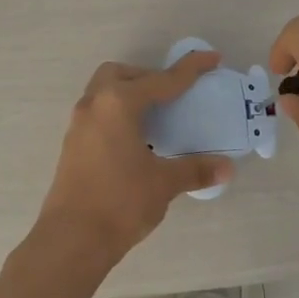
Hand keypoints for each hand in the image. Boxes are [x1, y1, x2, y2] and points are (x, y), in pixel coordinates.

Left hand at [31, 53, 233, 271]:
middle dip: (148, 77)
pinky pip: (98, 113)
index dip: (190, 69)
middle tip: (171, 95)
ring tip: (154, 117)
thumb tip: (227, 167)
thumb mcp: (163, 183)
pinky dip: (117, 114)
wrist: (71, 239)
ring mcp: (78, 124)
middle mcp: (94, 105)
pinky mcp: (72, 144)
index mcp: (119, 104)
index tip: (211, 58)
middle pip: (121, 74)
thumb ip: (195, 170)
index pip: (161, 80)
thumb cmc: (120, 202)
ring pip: (104, 92)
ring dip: (129, 95)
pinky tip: (134, 140)